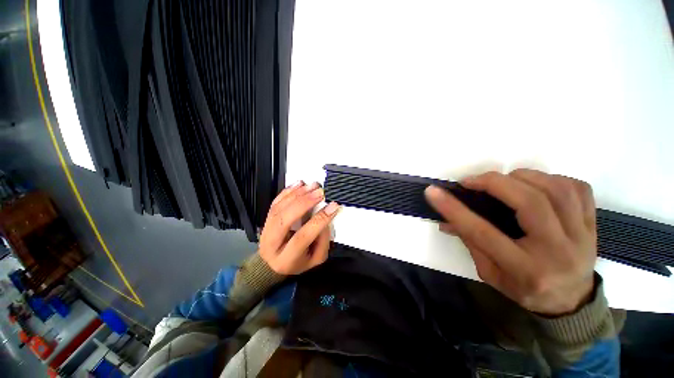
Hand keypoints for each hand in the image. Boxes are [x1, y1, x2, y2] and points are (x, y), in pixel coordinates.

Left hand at [259, 181, 340, 274]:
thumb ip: (323, 240)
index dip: (319, 220)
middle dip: (304, 203)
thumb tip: (325, 217)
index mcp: (286, 259)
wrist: (273, 264)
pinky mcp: (266, 219)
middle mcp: (271, 244)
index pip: (303, 237)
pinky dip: (287, 191)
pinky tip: (300, 184)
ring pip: (279, 208)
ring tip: (313, 186)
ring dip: (297, 194)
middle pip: (284, 219)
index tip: (333, 206)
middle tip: (320, 192)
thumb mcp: (316, 259)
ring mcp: (266, 230)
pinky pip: (275, 202)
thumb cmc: (298, 262)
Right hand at [425, 169, 596, 315]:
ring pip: (557, 190)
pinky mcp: (592, 224)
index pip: (483, 233)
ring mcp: (581, 236)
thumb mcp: (490, 273)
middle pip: (530, 203)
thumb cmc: (524, 289)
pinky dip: (552, 179)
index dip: (454, 209)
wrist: (570, 300)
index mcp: (525, 269)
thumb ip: (469, 243)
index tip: (433, 192)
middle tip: (472, 181)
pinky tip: (535, 184)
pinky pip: (577, 189)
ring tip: (503, 181)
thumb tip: (445, 220)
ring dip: (523, 177)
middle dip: (495, 183)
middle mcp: (557, 252)